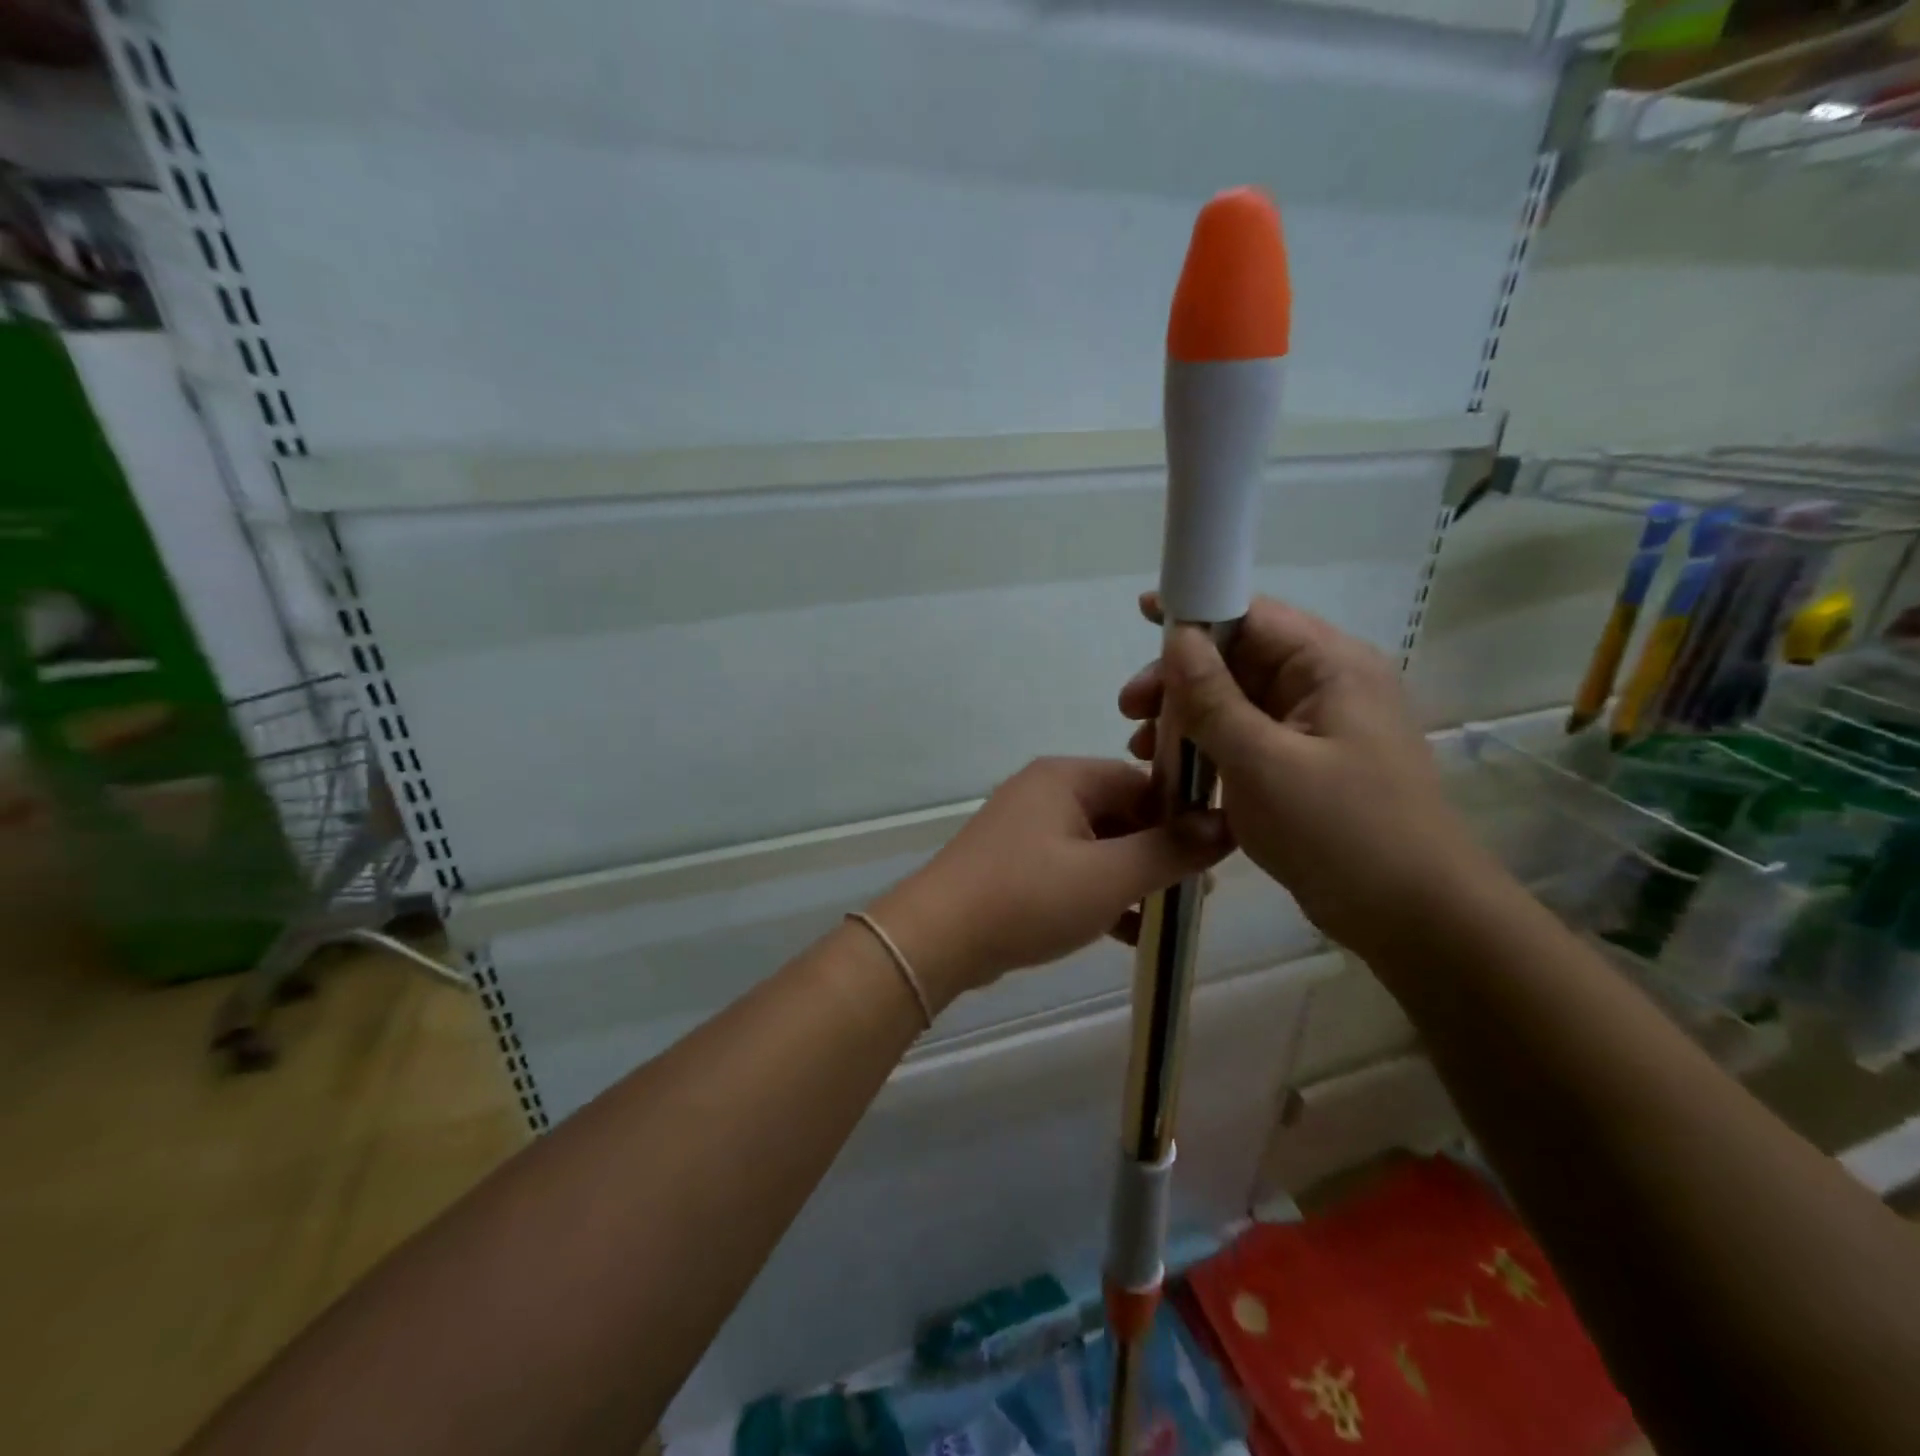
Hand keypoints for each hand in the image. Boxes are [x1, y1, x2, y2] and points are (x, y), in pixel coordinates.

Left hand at [871, 757, 1230, 1007]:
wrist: (937, 937)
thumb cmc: (1030, 896)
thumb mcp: (1111, 876)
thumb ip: (1171, 850)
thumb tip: (1226, 825)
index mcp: (1067, 777)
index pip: (1143, 782)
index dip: (1181, 816)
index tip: (1214, 856)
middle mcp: (1045, 792)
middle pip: (1120, 813)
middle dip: (1159, 852)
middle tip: (1196, 892)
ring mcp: (1025, 829)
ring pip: (1097, 846)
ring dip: (1132, 877)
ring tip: (1169, 915)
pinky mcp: (1014, 864)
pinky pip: (1071, 870)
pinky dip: (1100, 894)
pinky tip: (1129, 934)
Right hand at [1119, 594, 1487, 959]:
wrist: (1413, 918)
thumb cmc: (1340, 832)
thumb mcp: (1262, 762)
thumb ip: (1213, 698)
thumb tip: (1179, 636)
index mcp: (1331, 667)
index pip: (1254, 615)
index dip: (1196, 611)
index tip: (1142, 616)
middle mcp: (1327, 686)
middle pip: (1239, 659)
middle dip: (1179, 680)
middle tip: (1128, 712)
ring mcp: (1318, 728)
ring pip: (1237, 702)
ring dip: (1187, 718)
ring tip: (1143, 751)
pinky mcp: (1306, 765)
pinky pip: (1247, 739)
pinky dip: (1208, 748)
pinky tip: (1174, 773)